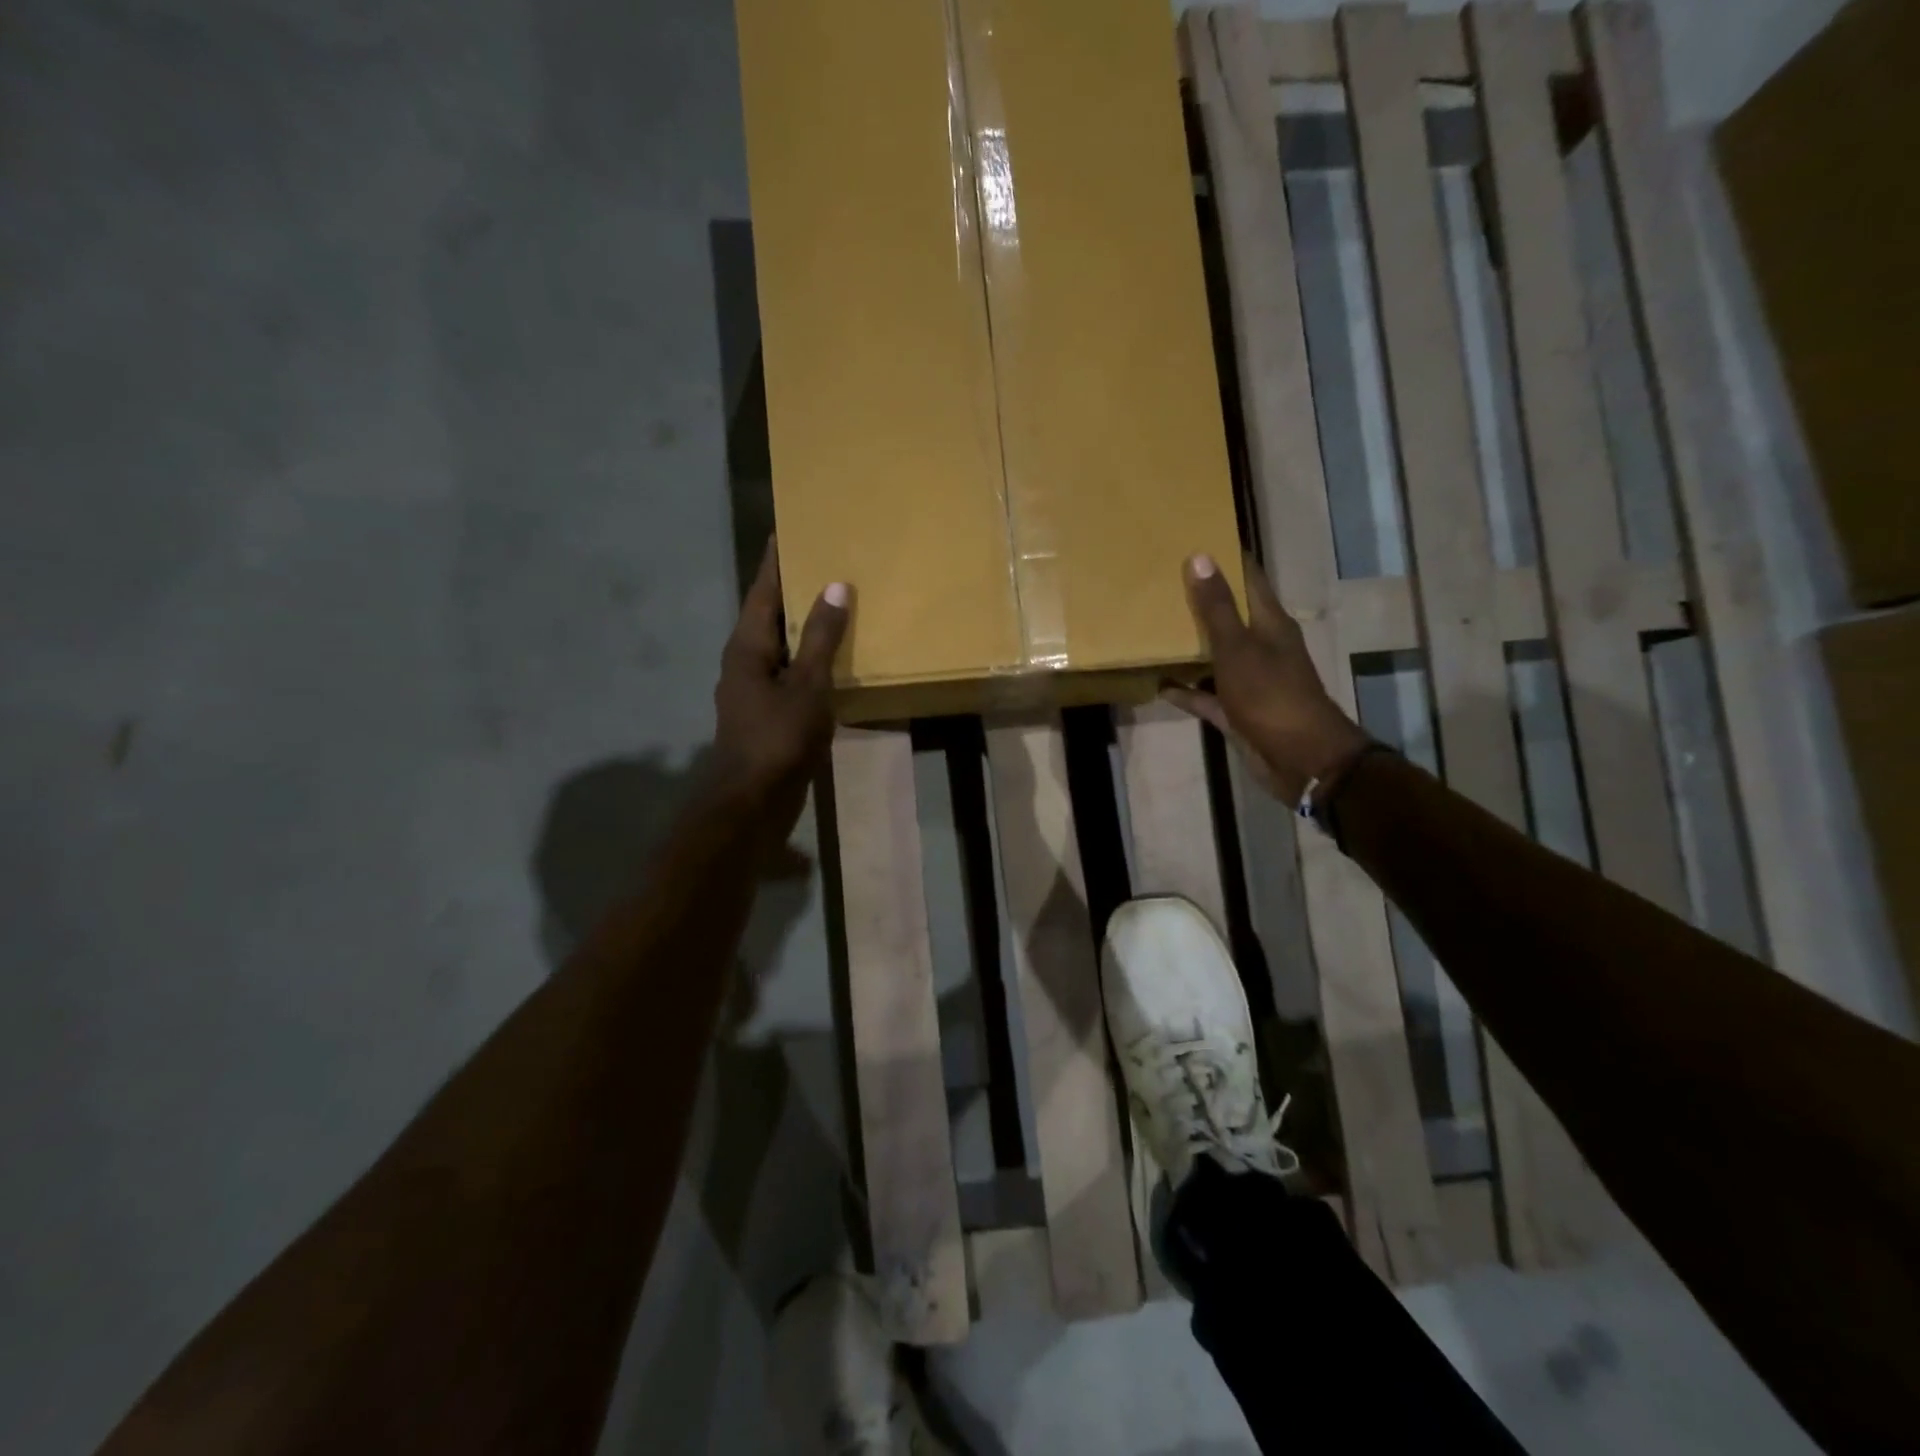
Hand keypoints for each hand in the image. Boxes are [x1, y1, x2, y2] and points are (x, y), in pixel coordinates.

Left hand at [710, 541, 848, 831]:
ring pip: (780, 646)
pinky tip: (832, 660)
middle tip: (822, 560)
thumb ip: (823, 638)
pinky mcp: (766, 714)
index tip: (788, 528)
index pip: (762, 590)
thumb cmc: (778, 738)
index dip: (776, 560)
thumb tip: (835, 585)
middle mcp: (745, 661)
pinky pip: (789, 673)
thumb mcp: (808, 684)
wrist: (752, 801)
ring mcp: (753, 690)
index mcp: (747, 646)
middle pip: (769, 616)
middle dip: (792, 589)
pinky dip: (808, 659)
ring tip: (833, 604)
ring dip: (803, 626)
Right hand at [1165, 553, 1369, 806]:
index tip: (1198, 538)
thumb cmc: (1272, 696)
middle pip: (1231, 615)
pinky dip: (1186, 689)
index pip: (1250, 579)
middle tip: (1164, 580)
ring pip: (1217, 655)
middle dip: (1203, 599)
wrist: (1301, 759)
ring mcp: (1250, 681)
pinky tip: (1160, 683)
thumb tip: (1200, 556)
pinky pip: (1207, 694)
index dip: (1228, 558)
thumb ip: (1217, 608)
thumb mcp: (1239, 648)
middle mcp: (1262, 647)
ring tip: (1155, 628)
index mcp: (1270, 624)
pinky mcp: (1238, 711)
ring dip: (1192, 645)